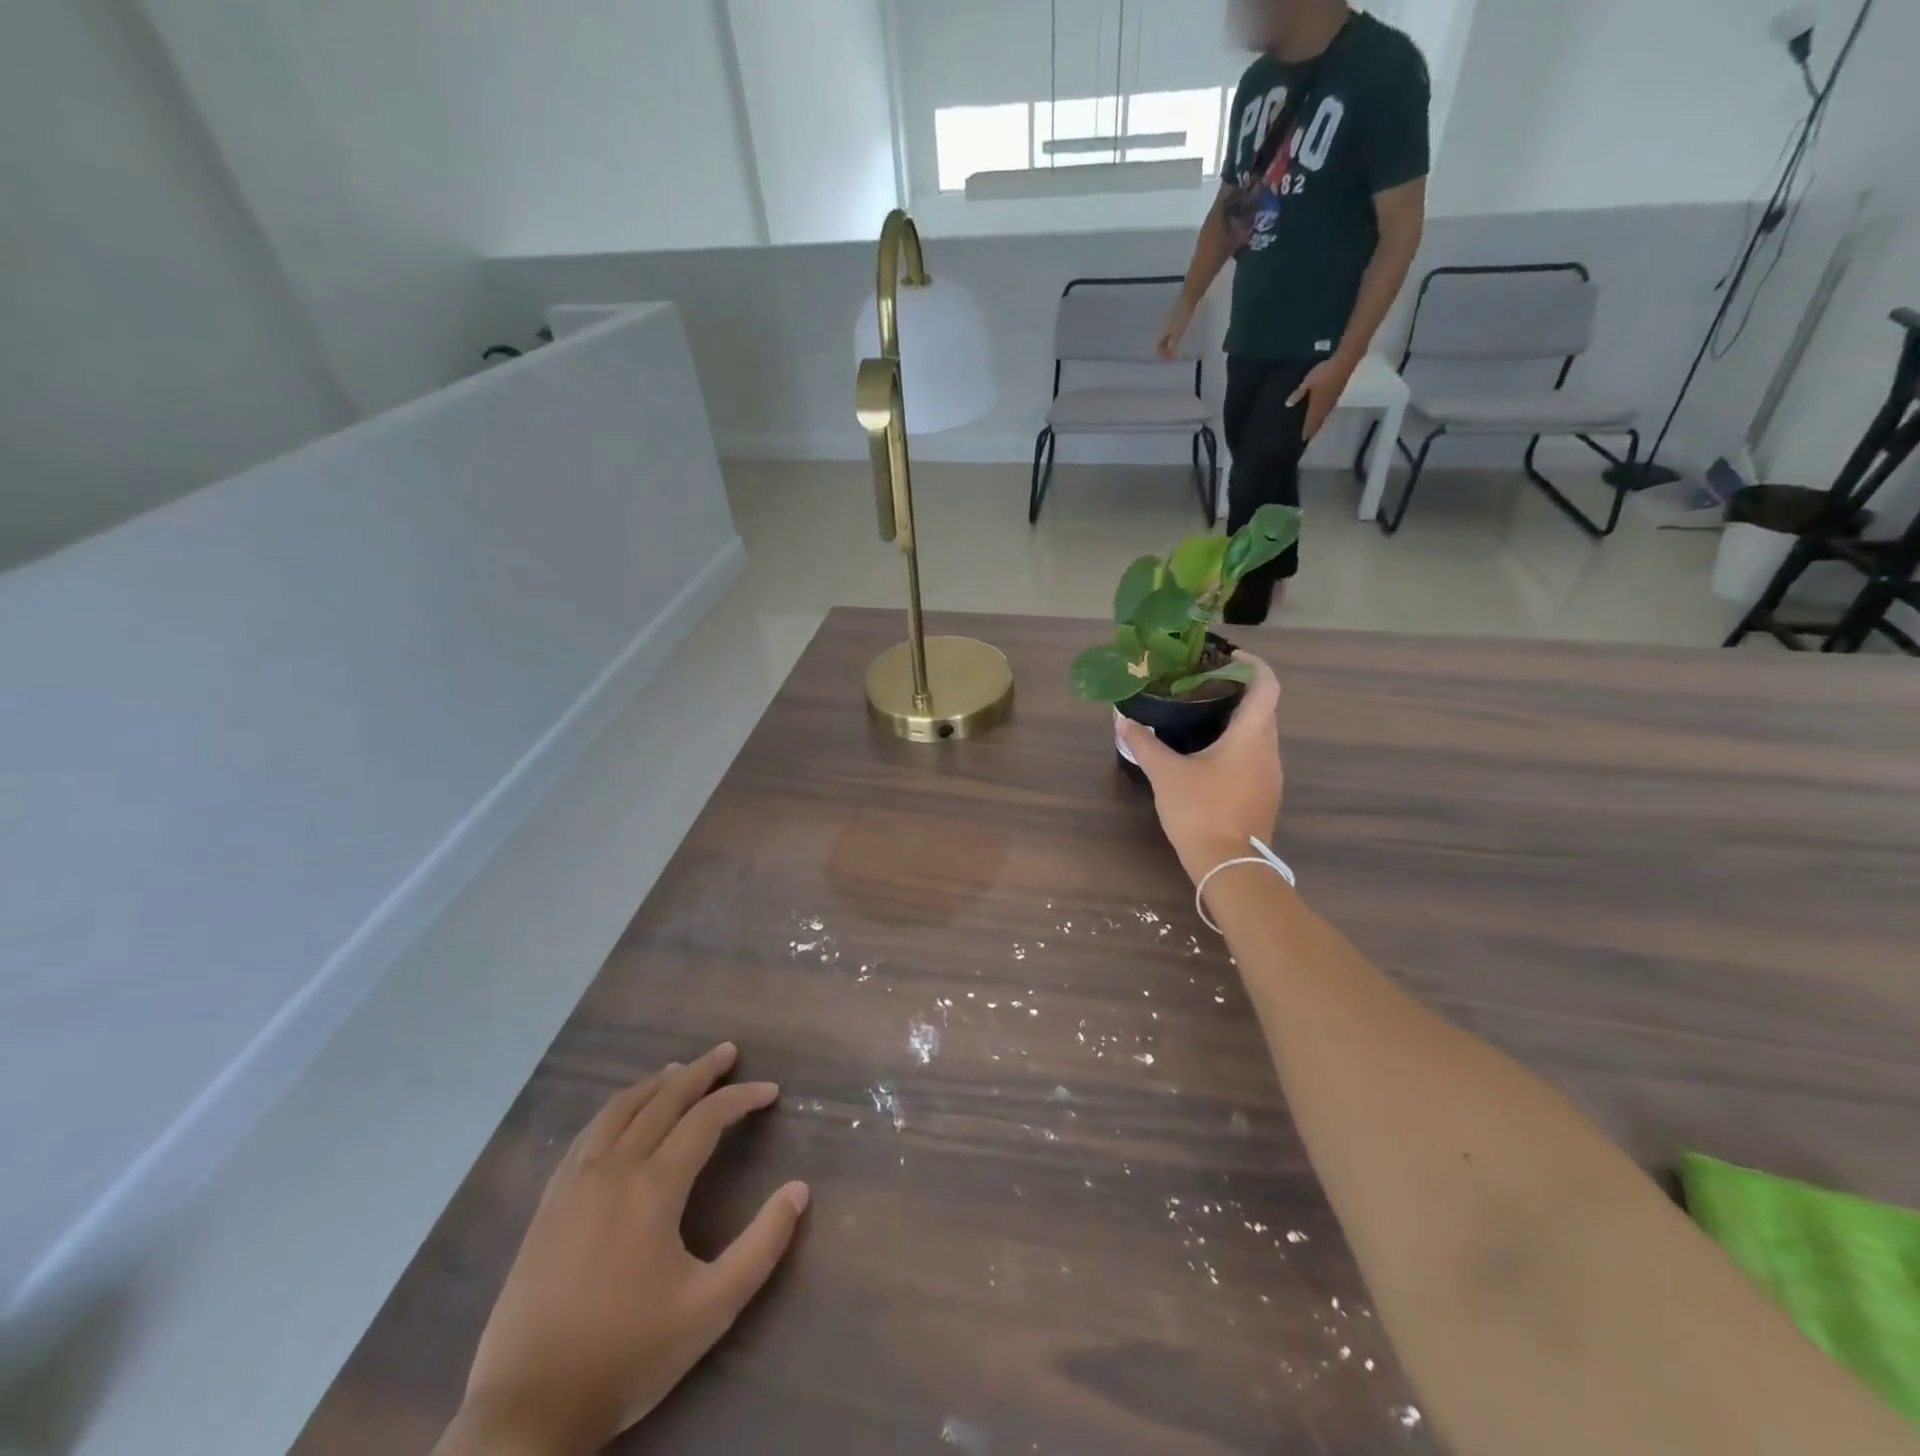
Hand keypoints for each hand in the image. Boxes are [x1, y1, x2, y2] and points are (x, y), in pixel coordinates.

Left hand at [439, 1045, 808, 1455]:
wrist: (526, 1412)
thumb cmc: (626, 1356)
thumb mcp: (711, 1309)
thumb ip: (762, 1245)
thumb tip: (799, 1189)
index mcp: (653, 1188)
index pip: (706, 1119)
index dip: (741, 1098)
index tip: (771, 1091)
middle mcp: (613, 1169)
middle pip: (662, 1100)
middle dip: (700, 1072)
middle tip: (728, 1052)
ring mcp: (574, 1183)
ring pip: (619, 1109)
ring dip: (655, 1083)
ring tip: (679, 1069)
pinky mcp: (548, 1204)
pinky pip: (587, 1134)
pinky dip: (616, 1109)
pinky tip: (622, 1115)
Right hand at [1118, 654, 1283, 884]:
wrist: (1229, 866)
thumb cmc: (1201, 810)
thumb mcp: (1165, 774)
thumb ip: (1144, 744)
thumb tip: (1122, 720)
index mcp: (1252, 735)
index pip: (1266, 685)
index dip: (1251, 665)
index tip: (1227, 656)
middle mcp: (1269, 749)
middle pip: (1262, 708)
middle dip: (1236, 691)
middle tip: (1200, 684)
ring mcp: (1270, 774)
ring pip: (1258, 733)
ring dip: (1236, 720)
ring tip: (1200, 715)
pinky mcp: (1264, 794)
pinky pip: (1254, 755)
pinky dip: (1236, 744)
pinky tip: (1207, 753)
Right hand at [1156, 296, 1197, 359]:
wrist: (1189, 298)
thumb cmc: (1182, 316)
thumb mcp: (1178, 333)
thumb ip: (1173, 345)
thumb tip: (1170, 356)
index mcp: (1164, 332)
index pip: (1158, 347)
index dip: (1162, 354)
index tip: (1169, 359)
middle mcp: (1165, 328)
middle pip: (1162, 342)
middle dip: (1165, 351)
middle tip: (1172, 356)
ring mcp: (1171, 322)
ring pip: (1167, 337)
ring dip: (1170, 344)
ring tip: (1176, 349)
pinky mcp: (1177, 318)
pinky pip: (1173, 331)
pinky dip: (1174, 338)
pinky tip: (1181, 338)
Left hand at [1286, 353, 1359, 442]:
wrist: (1344, 362)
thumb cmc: (1324, 373)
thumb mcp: (1307, 382)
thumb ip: (1298, 394)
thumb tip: (1287, 405)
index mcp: (1318, 408)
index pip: (1310, 425)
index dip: (1306, 434)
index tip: (1300, 442)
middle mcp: (1325, 409)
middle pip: (1317, 424)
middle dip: (1311, 432)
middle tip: (1303, 439)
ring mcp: (1332, 403)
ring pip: (1322, 419)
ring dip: (1316, 425)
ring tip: (1309, 431)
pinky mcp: (1336, 397)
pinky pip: (1326, 412)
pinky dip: (1321, 417)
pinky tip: (1318, 416)